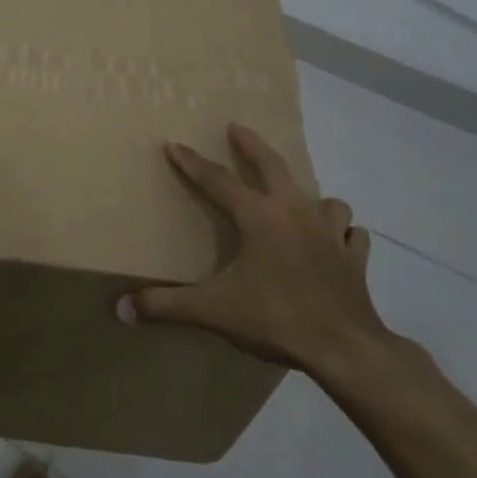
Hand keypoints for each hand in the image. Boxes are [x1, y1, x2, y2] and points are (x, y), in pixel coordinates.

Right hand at [121, 123, 389, 379]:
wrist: (347, 350)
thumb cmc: (276, 318)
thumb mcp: (212, 311)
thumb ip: (165, 306)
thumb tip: (122, 309)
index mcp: (259, 217)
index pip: (217, 181)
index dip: (192, 163)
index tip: (173, 144)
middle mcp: (295, 214)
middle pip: (274, 166)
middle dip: (252, 145)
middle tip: (238, 127)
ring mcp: (330, 235)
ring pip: (325, 200)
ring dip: (310, 196)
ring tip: (298, 201)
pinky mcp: (354, 260)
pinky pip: (351, 237)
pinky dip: (343, 234)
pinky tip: (337, 242)